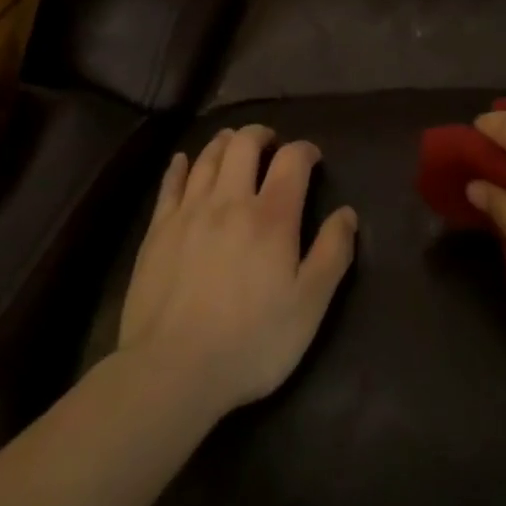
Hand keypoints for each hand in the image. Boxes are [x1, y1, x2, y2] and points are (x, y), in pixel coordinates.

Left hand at [118, 124, 357, 419]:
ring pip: (208, 156)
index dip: (305, 150)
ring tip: (234, 144)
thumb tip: (348, 214)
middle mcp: (230, 200)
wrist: (171, 370)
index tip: (312, 158)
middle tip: (271, 144)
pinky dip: (181, 165)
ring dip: (225, 142)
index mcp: (271, 216)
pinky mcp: (158, 228)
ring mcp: (190, 211)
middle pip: (244, 144)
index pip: (292, 160)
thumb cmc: (250, 342)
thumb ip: (332, 254)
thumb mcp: (308, 307)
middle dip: (262, 135)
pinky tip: (184, 161)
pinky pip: (171, 183)